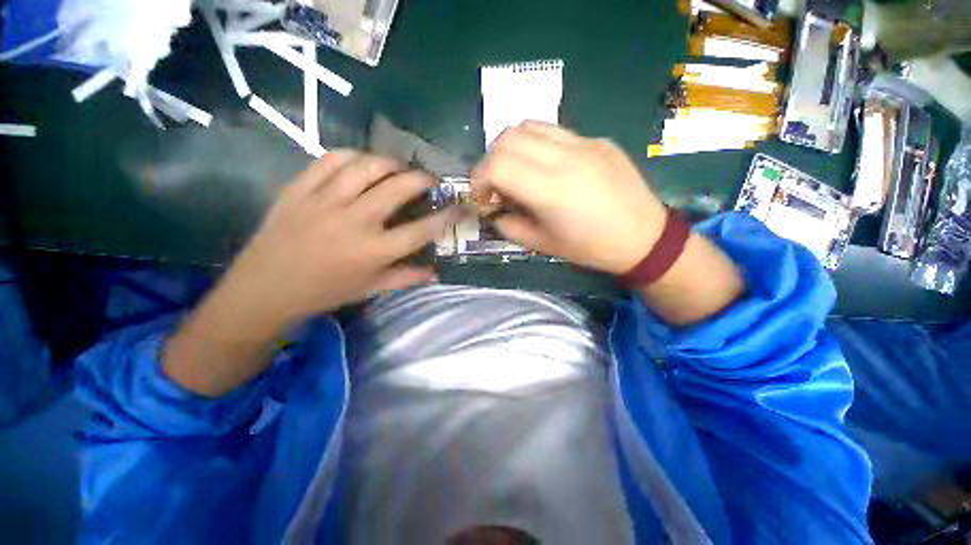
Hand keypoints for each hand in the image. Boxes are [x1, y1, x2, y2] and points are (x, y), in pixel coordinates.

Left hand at [163, 152, 459, 395]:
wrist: (265, 289)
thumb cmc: (325, 292)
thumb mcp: (370, 289)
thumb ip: (407, 278)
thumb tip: (436, 273)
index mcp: (374, 251)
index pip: (422, 230)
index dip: (447, 216)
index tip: (460, 206)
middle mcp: (355, 222)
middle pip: (398, 188)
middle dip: (422, 179)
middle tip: (429, 180)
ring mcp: (325, 201)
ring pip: (366, 167)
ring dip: (391, 162)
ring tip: (399, 167)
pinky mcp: (299, 189)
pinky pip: (330, 160)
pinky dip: (352, 155)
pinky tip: (361, 162)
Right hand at [471, 122, 666, 273]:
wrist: (644, 237)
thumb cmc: (591, 248)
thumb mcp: (543, 245)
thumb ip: (510, 226)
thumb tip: (493, 213)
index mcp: (551, 190)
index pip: (497, 165)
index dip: (479, 180)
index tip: (482, 198)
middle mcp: (566, 157)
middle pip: (508, 137)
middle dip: (491, 161)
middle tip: (497, 186)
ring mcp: (584, 143)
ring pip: (529, 126)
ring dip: (512, 148)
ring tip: (517, 172)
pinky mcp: (597, 140)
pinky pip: (555, 131)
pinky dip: (536, 145)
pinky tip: (545, 167)